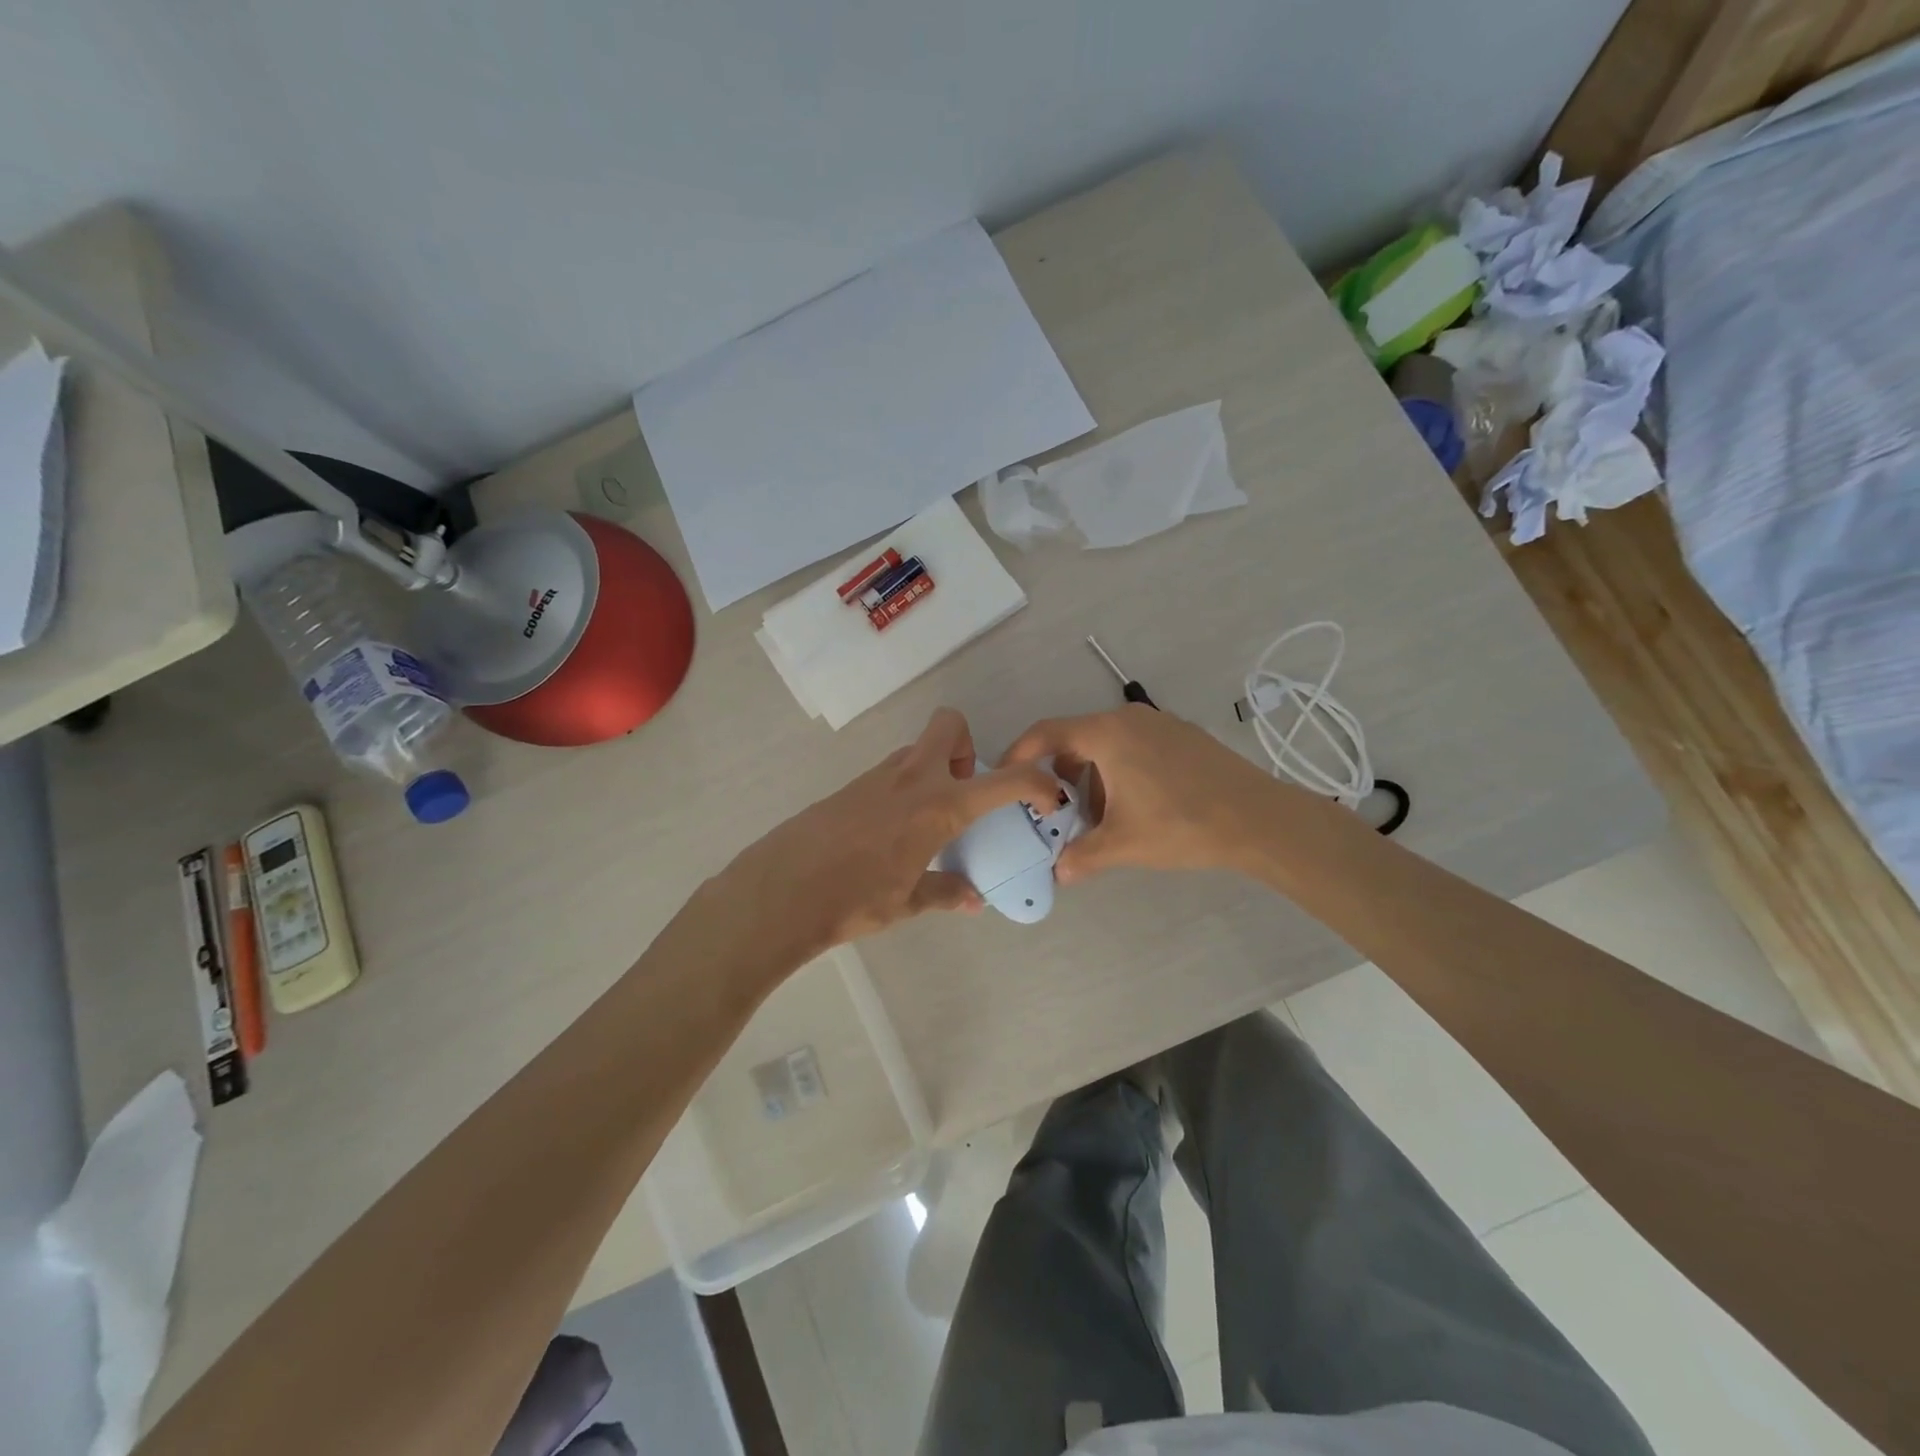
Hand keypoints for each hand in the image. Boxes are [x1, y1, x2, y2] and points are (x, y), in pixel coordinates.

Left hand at [723, 708, 1061, 960]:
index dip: (1037, 782)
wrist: (780, 892)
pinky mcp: (850, 786)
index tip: (1049, 796)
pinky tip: (889, 834)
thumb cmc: (853, 900)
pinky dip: (904, 788)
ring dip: (934, 770)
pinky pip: (891, 772)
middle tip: (962, 790)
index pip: (1004, 781)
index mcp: (938, 807)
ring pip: (917, 750)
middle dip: (967, 746)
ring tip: (927, 822)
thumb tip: (973, 900)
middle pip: (949, 725)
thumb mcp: (907, 902)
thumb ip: (945, 892)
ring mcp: (877, 777)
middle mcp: (911, 779)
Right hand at [1002, 706, 1286, 883]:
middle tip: (1054, 810)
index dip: (1019, 753)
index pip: (1046, 732)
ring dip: (1092, 777)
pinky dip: (1119, 771)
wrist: (1260, 819)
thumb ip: (1082, 856)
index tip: (1006, 777)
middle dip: (1059, 774)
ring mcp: (1159, 724)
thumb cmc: (1182, 824)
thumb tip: (1058, 873)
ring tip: (1098, 817)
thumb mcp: (1124, 844)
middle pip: (1076, 739)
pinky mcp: (1182, 736)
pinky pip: (1133, 746)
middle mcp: (1129, 719)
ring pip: (1106, 744)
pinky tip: (1134, 807)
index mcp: (1107, 734)